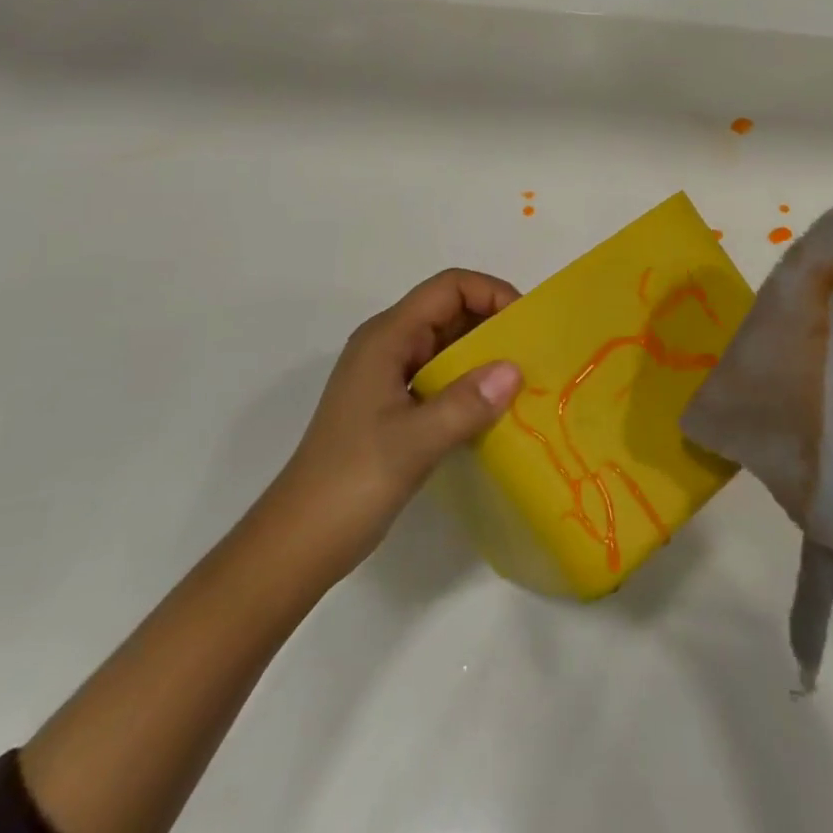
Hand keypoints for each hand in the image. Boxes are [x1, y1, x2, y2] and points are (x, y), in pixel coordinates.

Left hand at [257, 269, 523, 584]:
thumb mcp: (414, 441)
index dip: (491, 293)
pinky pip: (442, 377)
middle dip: (494, 324)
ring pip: (448, 346)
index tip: (525, 326)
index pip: (448, 288)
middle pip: (450, 311)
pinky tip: (497, 410)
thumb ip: (466, 403)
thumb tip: (515, 370)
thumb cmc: (351, 482)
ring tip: (525, 381)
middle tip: (534, 355)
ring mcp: (390, 376)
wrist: (297, 544)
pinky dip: (471, 384)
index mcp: (387, 338)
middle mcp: (389, 346)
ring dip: (485, 356)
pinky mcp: (394, 406)